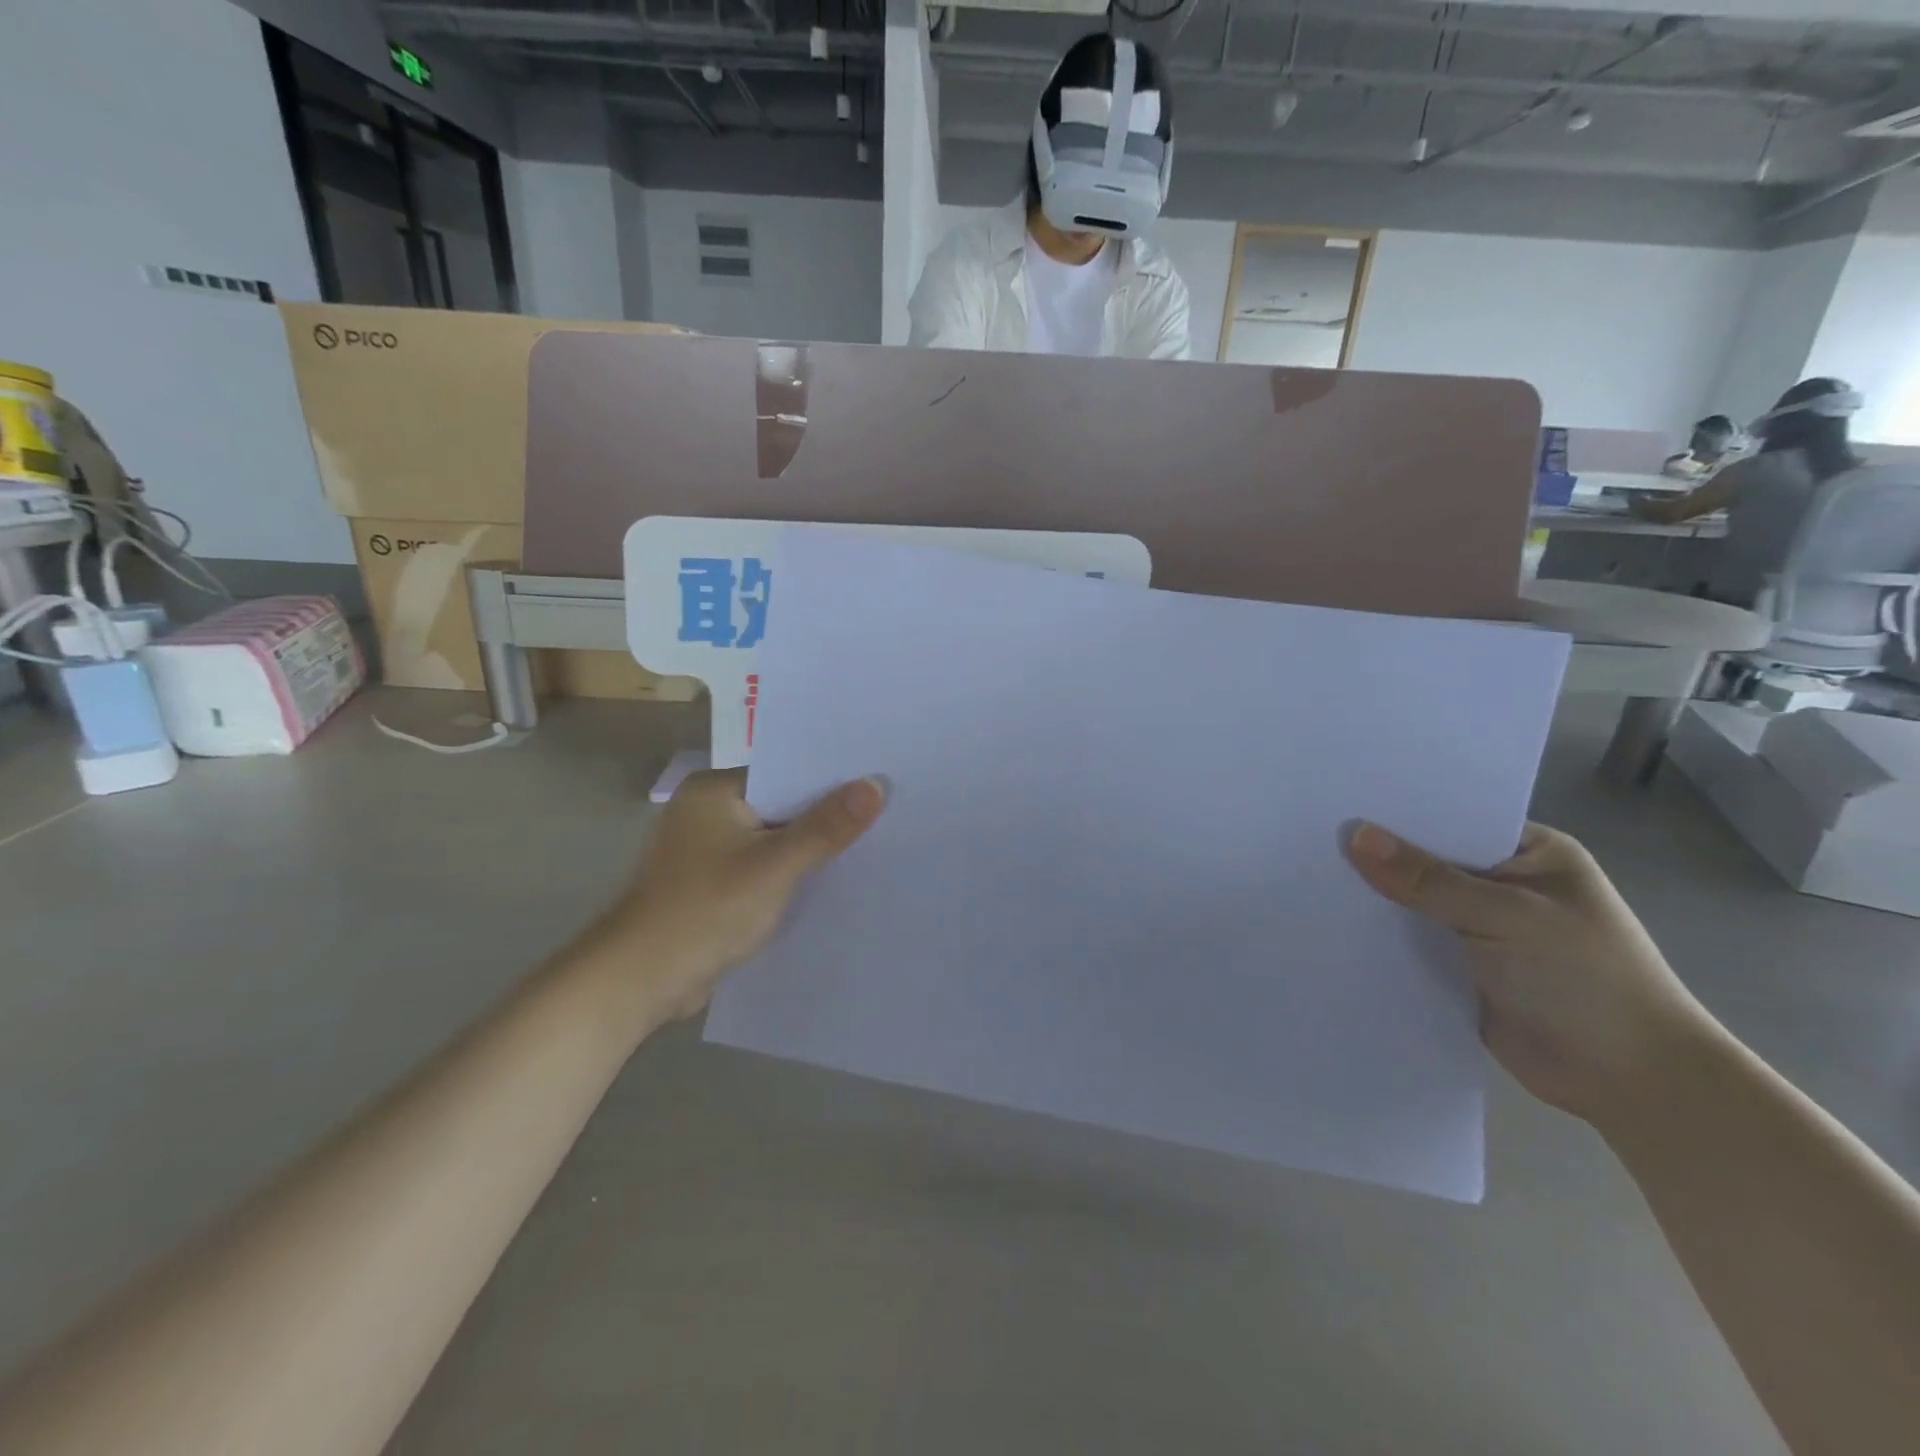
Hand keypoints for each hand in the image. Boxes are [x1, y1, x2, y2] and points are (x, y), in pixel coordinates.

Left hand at [579, 769, 885, 1025]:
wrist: (640, 982)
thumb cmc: (706, 910)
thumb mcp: (776, 865)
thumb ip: (827, 827)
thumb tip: (876, 785)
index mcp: (713, 791)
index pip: (785, 772)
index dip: (831, 781)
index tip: (878, 785)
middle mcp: (706, 812)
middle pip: (780, 806)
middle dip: (824, 818)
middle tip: (884, 816)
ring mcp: (705, 851)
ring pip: (772, 840)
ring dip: (807, 850)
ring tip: (866, 846)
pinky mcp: (709, 885)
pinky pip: (760, 868)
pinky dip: (787, 875)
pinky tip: (825, 882)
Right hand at [1344, 821, 1716, 1124]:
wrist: (1630, 1082)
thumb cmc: (1585, 980)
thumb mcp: (1507, 916)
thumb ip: (1427, 879)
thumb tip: (1354, 835)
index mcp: (1528, 853)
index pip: (1451, 818)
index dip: (1398, 811)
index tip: (1338, 799)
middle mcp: (1500, 883)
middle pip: (1425, 859)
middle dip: (1377, 854)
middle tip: (1307, 833)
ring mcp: (1479, 926)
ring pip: (1412, 901)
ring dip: (1373, 896)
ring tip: (1304, 871)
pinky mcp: (1459, 966)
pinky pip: (1409, 941)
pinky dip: (1379, 935)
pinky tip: (1329, 921)